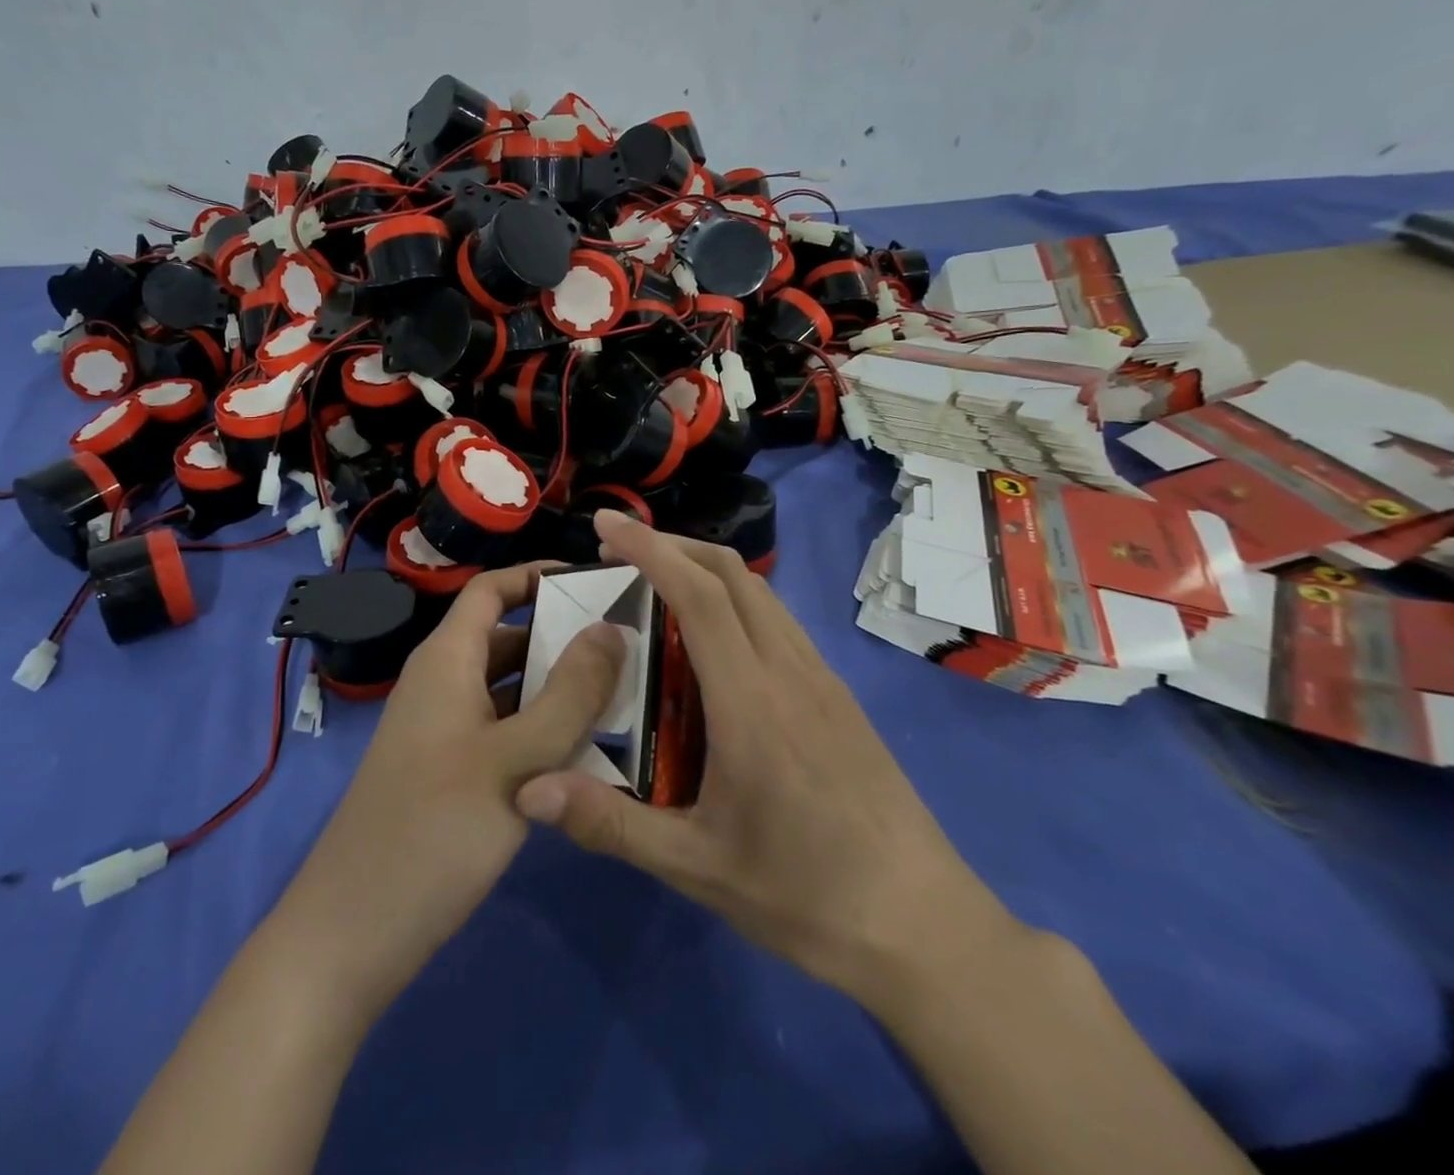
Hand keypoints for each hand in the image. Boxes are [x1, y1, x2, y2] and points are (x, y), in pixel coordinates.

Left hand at [269, 563, 625, 1024]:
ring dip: (559, 688)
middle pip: (506, 637)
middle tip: (631, 645)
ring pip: (510, 689)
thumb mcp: (514, 761)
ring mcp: (446, 732)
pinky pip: (505, 732)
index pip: (492, 589)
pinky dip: (543, 731)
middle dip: (563, 635)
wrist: (351, 935)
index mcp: (446, 660)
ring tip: (626, 694)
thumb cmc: (432, 831)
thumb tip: (612, 627)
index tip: (598, 580)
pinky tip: (591, 754)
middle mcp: (443, 684)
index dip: (538, 575)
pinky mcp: (452, 774)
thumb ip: (569, 694)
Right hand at [516, 512, 1017, 1016]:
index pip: (698, 594)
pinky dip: (735, 602)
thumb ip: (609, 823)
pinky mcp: (838, 696)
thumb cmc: (805, 895)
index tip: (605, 524)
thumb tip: (529, 789)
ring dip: (705, 570)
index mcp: (751, 700)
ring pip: (759, 592)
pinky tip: (712, 645)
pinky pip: (778, 622)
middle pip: (732, 573)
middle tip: (618, 553)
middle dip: (672, 545)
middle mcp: (789, 670)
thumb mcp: (696, 867)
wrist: (925, 928)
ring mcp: (821, 679)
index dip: (649, 548)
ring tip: (657, 589)